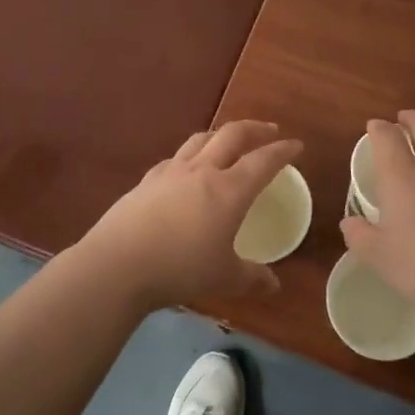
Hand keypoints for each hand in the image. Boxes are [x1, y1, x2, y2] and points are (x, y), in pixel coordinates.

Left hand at [75, 121, 303, 313]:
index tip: (296, 145)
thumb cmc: (180, 269)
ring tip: (229, 141)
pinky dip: (191, 155)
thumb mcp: (224, 278)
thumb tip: (274, 285)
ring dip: (221, 135)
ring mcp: (171, 172)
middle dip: (255, 129)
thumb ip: (252, 277)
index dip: (282, 151)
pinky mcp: (147, 180)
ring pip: (201, 139)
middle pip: (232, 135)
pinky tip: (187, 169)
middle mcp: (203, 171)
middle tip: (269, 131)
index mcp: (230, 190)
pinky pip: (175, 158)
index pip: (263, 161)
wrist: (117, 264)